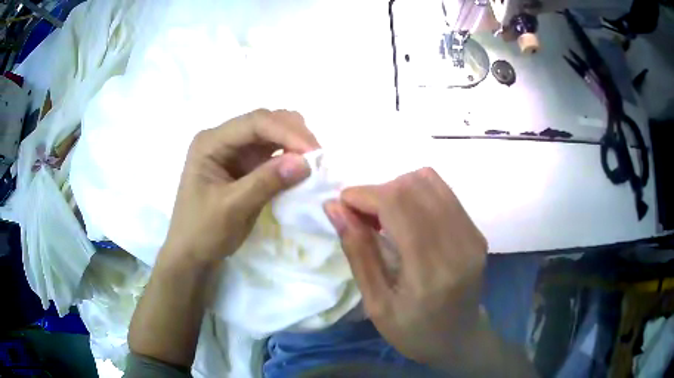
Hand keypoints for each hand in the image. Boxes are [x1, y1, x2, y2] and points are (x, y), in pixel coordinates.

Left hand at [161, 109, 319, 267]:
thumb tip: (305, 162)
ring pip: (271, 134)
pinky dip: (289, 156)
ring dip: (294, 143)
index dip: (286, 132)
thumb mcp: (233, 208)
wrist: (191, 254)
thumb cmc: (203, 231)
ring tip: (314, 161)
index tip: (313, 152)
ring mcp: (234, 151)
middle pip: (264, 122)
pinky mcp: (244, 165)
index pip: (254, 123)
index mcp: (211, 142)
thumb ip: (266, 182)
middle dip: (293, 133)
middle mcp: (223, 139)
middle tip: (318, 156)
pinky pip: (271, 152)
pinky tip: (301, 167)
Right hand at [324, 168, 486, 366]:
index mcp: (430, 270)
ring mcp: (472, 234)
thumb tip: (334, 208)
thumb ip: (358, 252)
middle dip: (378, 191)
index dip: (364, 195)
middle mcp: (458, 243)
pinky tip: (407, 219)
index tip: (343, 206)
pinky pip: (443, 192)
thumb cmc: (413, 331)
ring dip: (397, 190)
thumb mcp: (376, 304)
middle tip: (363, 217)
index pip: (397, 204)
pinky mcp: (476, 230)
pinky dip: (416, 195)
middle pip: (413, 186)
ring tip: (384, 217)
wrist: (459, 338)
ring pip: (429, 180)